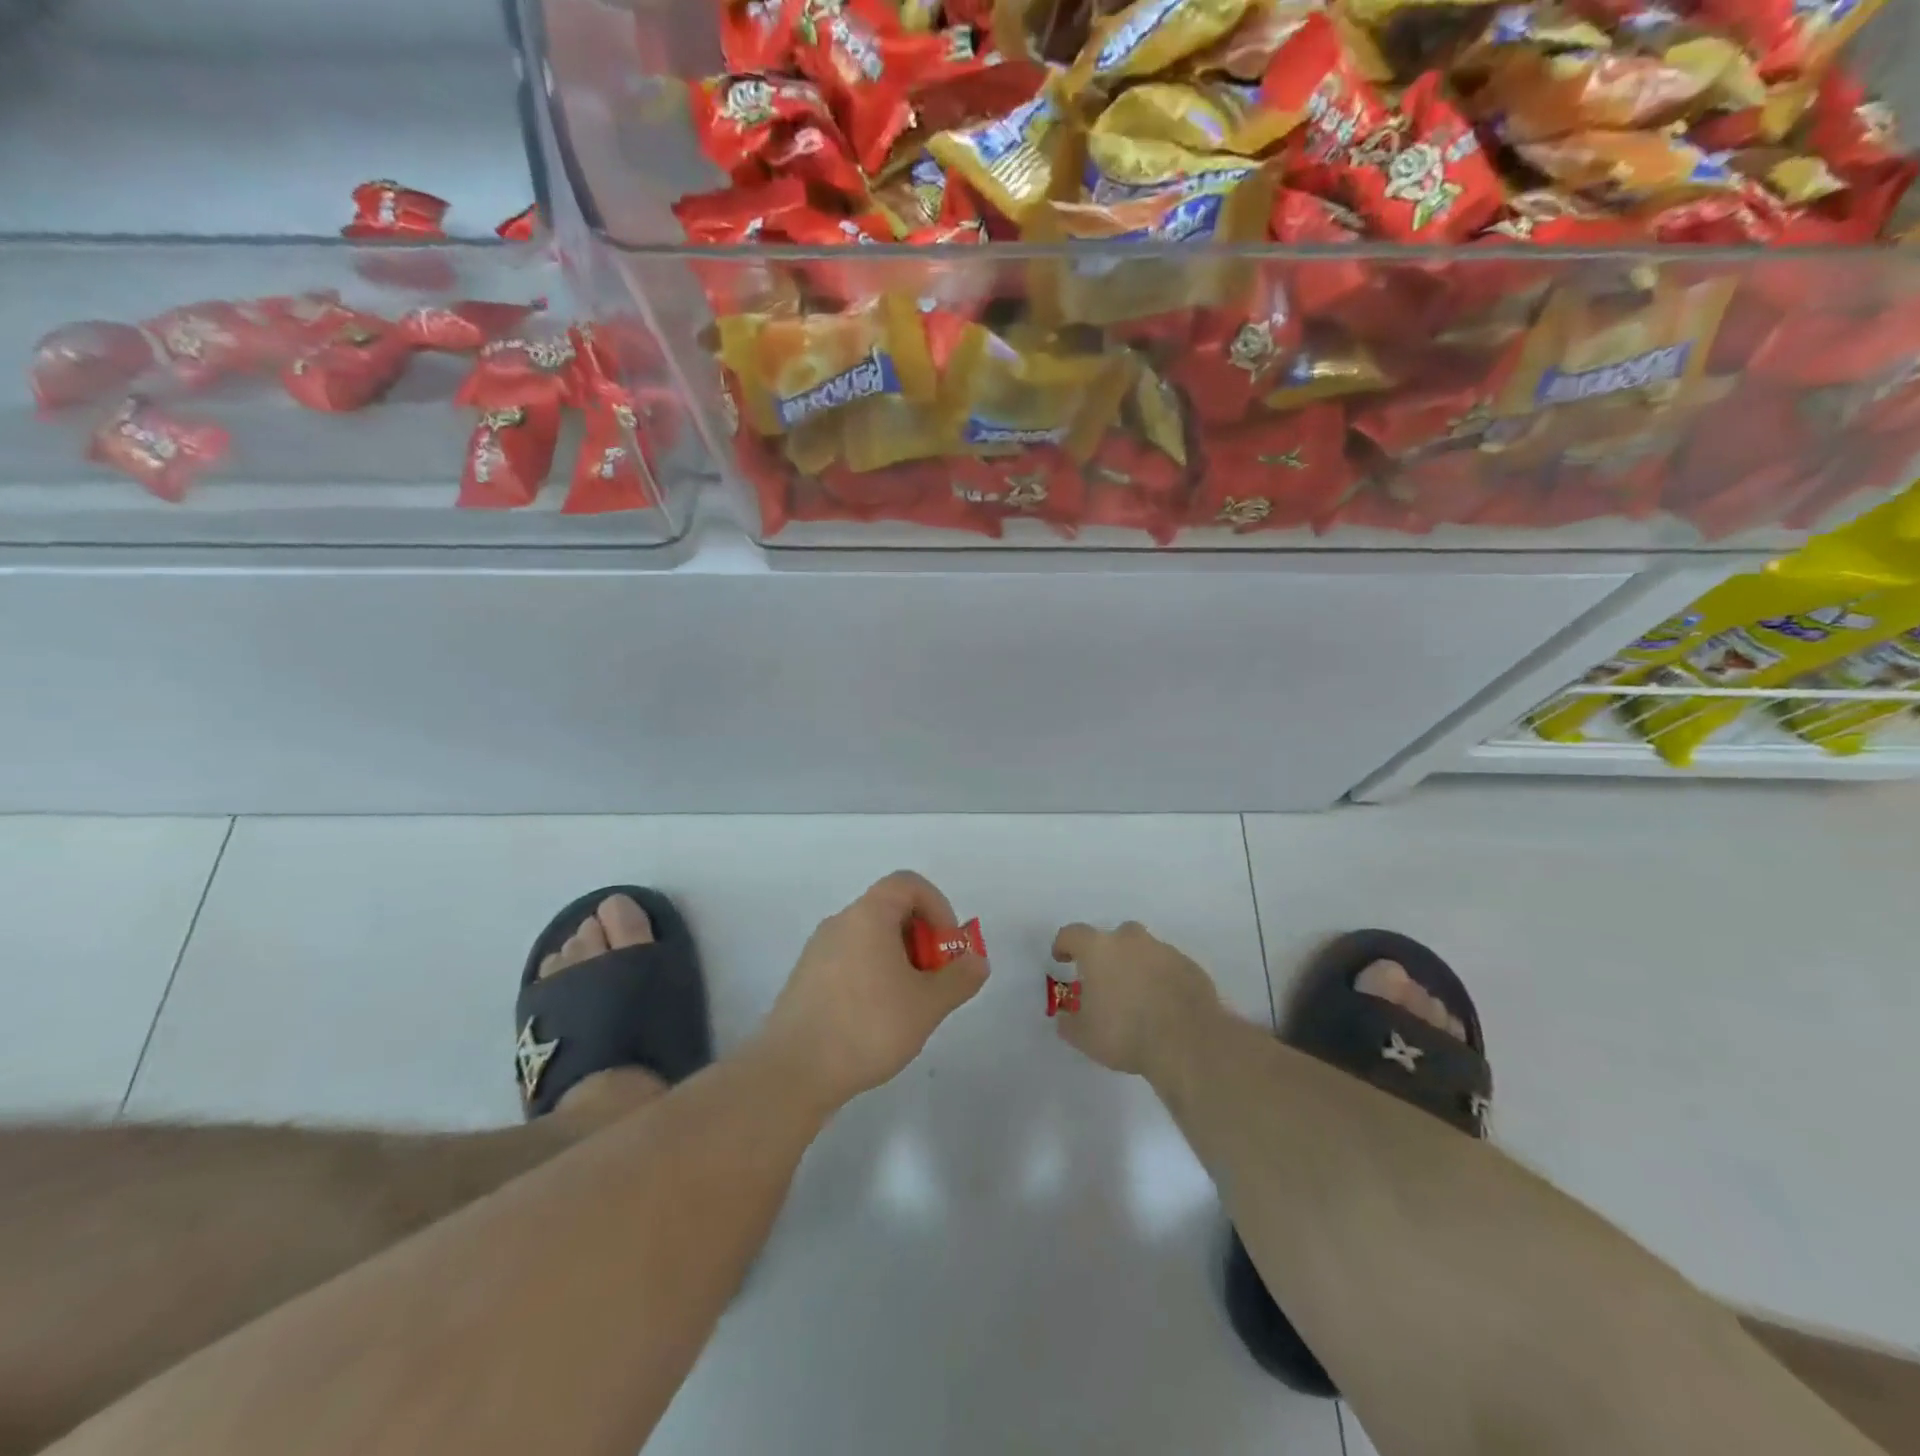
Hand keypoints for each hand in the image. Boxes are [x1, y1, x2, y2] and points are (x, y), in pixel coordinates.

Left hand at [761, 871, 987, 1109]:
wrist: (793, 1072)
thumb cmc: (867, 1026)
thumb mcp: (927, 1004)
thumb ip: (959, 978)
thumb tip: (976, 961)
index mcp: (868, 915)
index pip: (909, 884)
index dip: (938, 907)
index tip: (947, 948)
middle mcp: (840, 922)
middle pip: (891, 910)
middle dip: (923, 940)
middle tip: (935, 981)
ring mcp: (818, 951)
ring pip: (871, 939)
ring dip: (900, 961)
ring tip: (910, 1006)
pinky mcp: (807, 980)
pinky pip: (851, 961)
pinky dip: (874, 976)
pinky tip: (878, 1021)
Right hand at [1051, 920, 1220, 1077]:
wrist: (1188, 1041)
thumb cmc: (1126, 1032)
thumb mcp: (1084, 1037)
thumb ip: (1070, 1023)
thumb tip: (1066, 1018)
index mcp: (1098, 949)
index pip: (1072, 934)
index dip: (1064, 945)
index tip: (1062, 959)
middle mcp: (1131, 940)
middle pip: (1113, 937)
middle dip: (1107, 955)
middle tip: (1105, 981)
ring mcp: (1164, 950)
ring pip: (1144, 951)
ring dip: (1137, 966)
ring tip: (1138, 997)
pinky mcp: (1190, 966)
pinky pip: (1168, 967)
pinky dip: (1162, 979)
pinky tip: (1164, 1005)